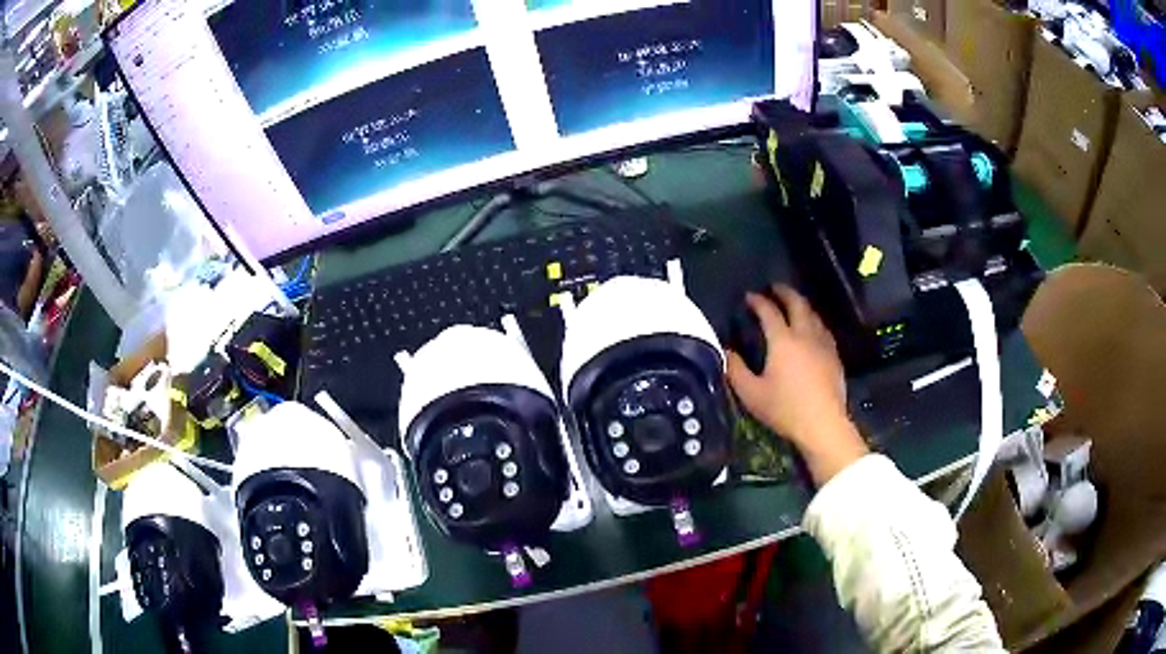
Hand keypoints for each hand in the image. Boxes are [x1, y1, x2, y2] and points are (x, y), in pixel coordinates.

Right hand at [726, 285, 867, 484]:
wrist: (823, 424)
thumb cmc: (784, 409)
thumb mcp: (751, 394)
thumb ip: (735, 370)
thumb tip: (727, 351)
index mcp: (783, 340)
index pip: (769, 312)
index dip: (758, 301)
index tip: (749, 296)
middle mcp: (805, 335)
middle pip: (797, 304)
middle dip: (785, 292)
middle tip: (775, 288)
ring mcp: (823, 344)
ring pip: (813, 315)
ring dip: (801, 305)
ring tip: (794, 305)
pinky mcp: (834, 357)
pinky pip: (823, 329)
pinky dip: (814, 321)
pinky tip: (813, 330)